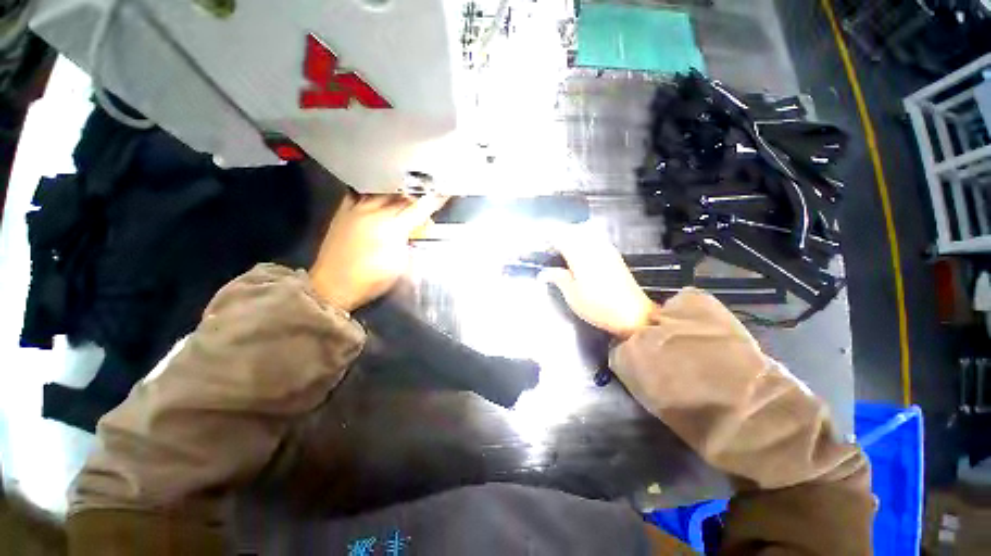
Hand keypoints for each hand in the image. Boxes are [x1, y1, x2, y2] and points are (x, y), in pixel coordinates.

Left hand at [310, 193, 446, 310]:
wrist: (332, 285)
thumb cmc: (367, 281)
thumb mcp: (397, 266)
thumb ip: (409, 242)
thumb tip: (420, 228)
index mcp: (392, 228)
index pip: (420, 207)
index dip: (435, 199)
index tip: (445, 192)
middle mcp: (376, 212)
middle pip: (403, 194)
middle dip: (418, 193)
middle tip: (426, 196)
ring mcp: (358, 207)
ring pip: (383, 189)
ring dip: (397, 189)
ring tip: (404, 192)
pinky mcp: (344, 209)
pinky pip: (360, 190)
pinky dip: (373, 189)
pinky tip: (378, 191)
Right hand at [538, 225, 655, 338]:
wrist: (634, 314)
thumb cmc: (600, 307)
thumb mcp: (573, 297)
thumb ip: (558, 279)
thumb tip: (545, 272)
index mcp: (580, 253)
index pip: (559, 235)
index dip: (546, 237)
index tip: (537, 244)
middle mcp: (593, 245)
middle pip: (573, 229)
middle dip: (559, 234)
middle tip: (548, 247)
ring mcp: (606, 248)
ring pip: (585, 231)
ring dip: (572, 235)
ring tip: (563, 250)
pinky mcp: (615, 255)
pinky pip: (595, 239)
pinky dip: (584, 241)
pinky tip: (580, 254)